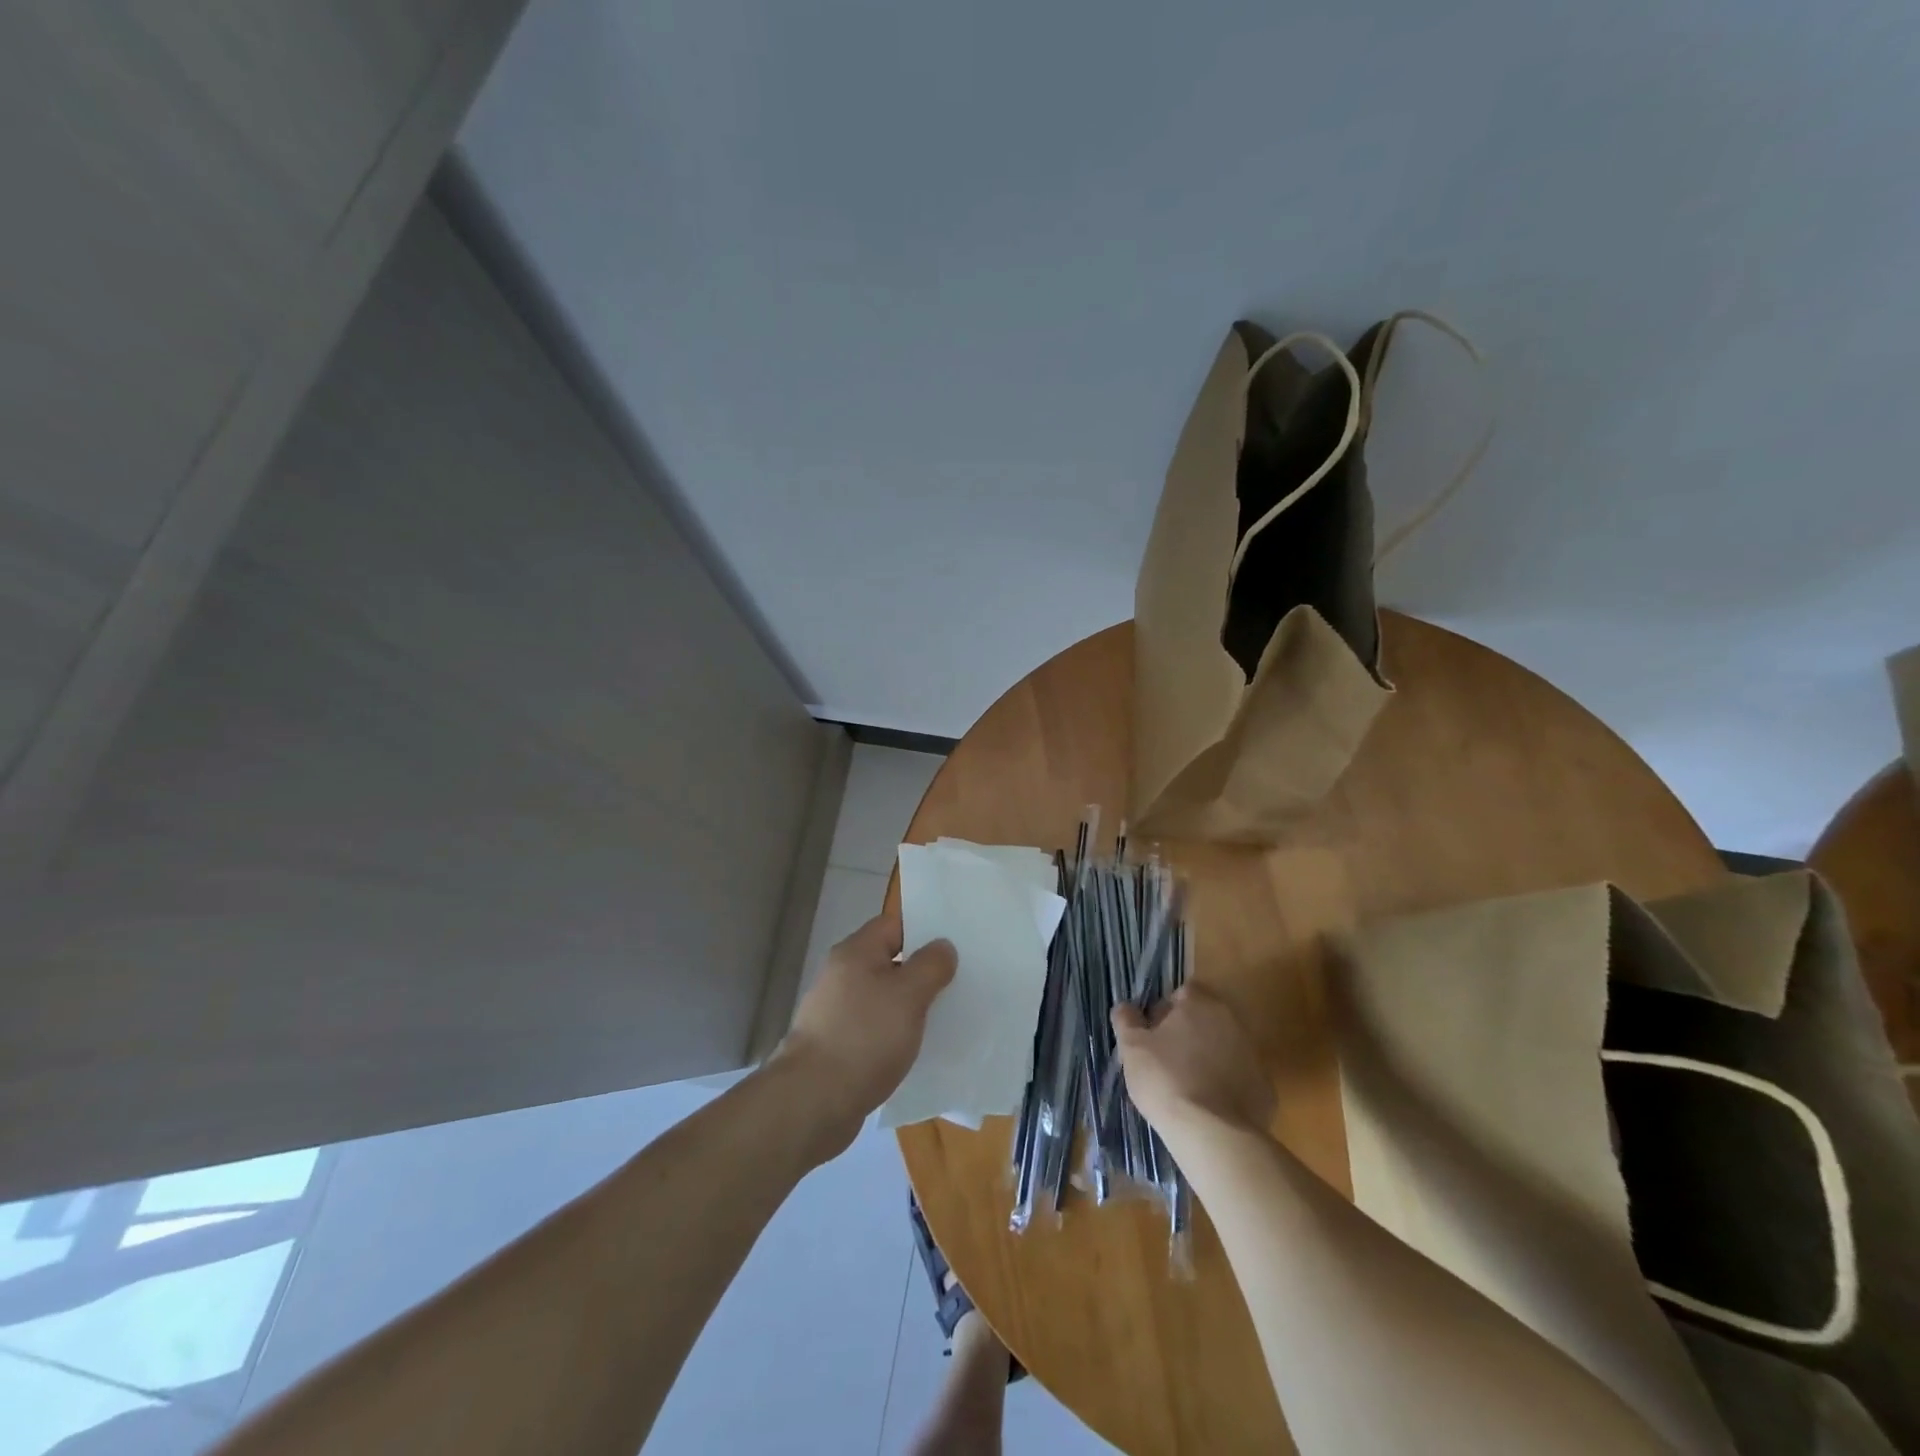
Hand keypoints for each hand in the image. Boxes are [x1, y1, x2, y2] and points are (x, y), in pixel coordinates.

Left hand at [772, 913, 956, 1158]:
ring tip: (945, 1015)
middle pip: (888, 961)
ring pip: (883, 997)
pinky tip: (917, 1048)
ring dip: (909, 1006)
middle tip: (959, 979)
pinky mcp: (837, 1046)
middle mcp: (841, 975)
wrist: (813, 1101)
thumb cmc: (864, 1037)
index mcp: (855, 952)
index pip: (893, 925)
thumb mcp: (908, 995)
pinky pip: (874, 1029)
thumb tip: (942, 946)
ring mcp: (836, 1012)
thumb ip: (930, 966)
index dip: (924, 929)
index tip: (956, 942)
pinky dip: (895, 1034)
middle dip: (921, 970)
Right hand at [1112, 984, 1273, 1139]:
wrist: (1213, 1134)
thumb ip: (1127, 1020)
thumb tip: (1126, 1007)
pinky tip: (1209, 1106)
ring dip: (1207, 1058)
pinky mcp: (1264, 1087)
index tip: (1152, 1034)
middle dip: (1187, 1034)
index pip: (1182, 993)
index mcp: (1199, 1004)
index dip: (1165, 1010)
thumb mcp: (1132, 1047)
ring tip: (1187, 1087)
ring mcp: (1253, 1054)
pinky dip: (1226, 1086)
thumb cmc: (1166, 1080)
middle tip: (1166, 1060)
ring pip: (1223, 1048)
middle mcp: (1231, 1021)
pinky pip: (1239, 1078)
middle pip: (1205, 1019)